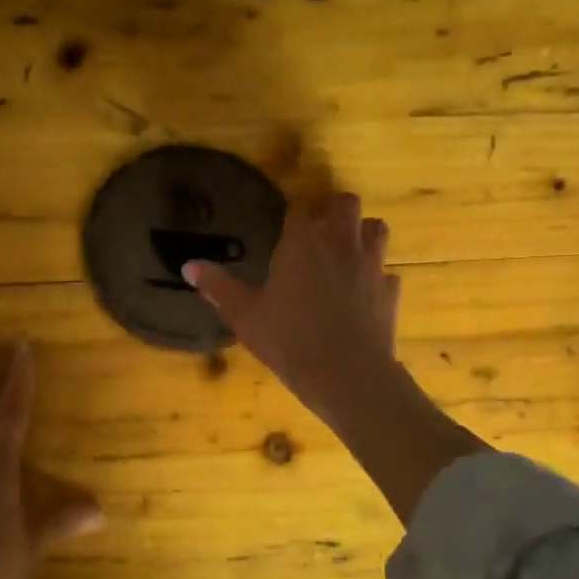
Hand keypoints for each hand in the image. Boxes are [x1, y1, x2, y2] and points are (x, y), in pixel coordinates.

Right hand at [187, 192, 484, 524]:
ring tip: (346, 254)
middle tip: (319, 232)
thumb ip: (218, 288)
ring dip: (362, 235)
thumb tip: (188, 266)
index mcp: (302, 242)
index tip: (285, 230)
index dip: (293, 216)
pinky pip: (387, 274)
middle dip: (334, 211)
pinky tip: (364, 296)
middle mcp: (340, 243)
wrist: (346, 374)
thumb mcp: (245, 316)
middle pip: (346, 204)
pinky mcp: (390, 292)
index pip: (299, 209)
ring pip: (376, 229)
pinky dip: (376, 279)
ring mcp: (371, 266)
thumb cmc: (288, 341)